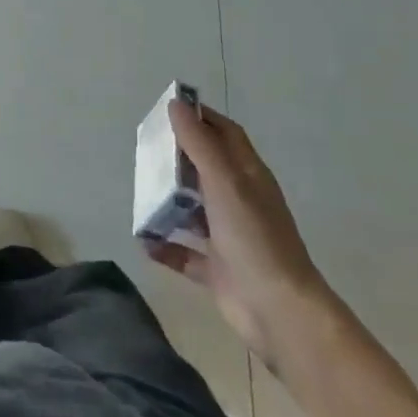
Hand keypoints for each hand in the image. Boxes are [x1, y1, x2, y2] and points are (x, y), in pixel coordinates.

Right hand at [145, 101, 335, 371]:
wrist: (279, 312)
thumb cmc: (254, 237)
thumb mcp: (224, 182)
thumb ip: (199, 144)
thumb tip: (176, 104)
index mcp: (248, 176)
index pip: (226, 134)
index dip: (202, 117)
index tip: (170, 109)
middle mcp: (240, 202)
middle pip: (205, 169)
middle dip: (177, 158)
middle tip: (145, 149)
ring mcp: (229, 236)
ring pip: (192, 210)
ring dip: (167, 202)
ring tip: (138, 192)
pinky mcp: (217, 269)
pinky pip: (184, 252)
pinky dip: (165, 245)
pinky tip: (144, 241)